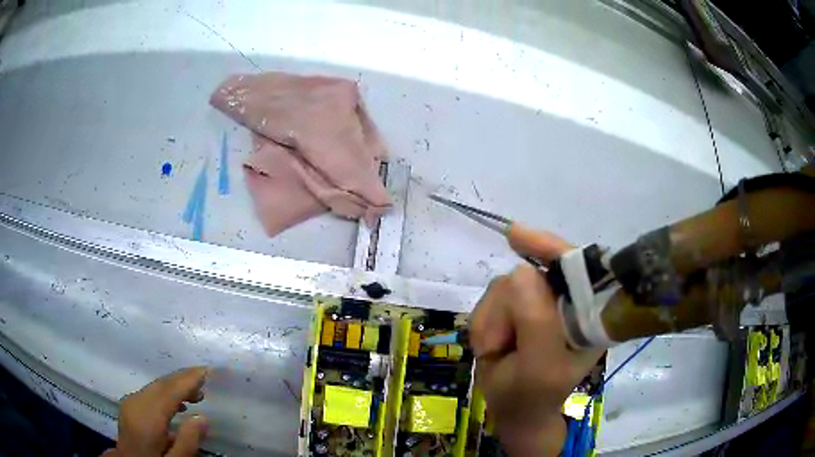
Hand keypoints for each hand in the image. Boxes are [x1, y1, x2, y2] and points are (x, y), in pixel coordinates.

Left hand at [102, 367, 209, 456]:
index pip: (170, 391)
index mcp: (147, 417)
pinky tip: (177, 404)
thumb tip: (203, 418)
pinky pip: (149, 392)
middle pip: (161, 384)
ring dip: (175, 386)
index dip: (188, 379)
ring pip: (155, 386)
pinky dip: (165, 393)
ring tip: (197, 395)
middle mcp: (136, 403)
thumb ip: (188, 442)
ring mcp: (130, 403)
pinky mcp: (129, 406)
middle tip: (206, 380)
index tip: (206, 370)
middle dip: (183, 379)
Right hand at [470, 225, 604, 455]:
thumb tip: (522, 271)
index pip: (577, 267)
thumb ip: (537, 322)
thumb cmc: (532, 395)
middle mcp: (566, 302)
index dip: (551, 248)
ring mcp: (540, 303)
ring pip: (505, 285)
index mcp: (587, 314)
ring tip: (497, 350)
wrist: (513, 410)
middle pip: (530, 275)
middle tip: (502, 345)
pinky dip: (484, 322)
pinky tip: (491, 344)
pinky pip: (490, 297)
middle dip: (508, 309)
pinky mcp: (517, 308)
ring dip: (493, 320)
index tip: (516, 236)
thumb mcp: (538, 367)